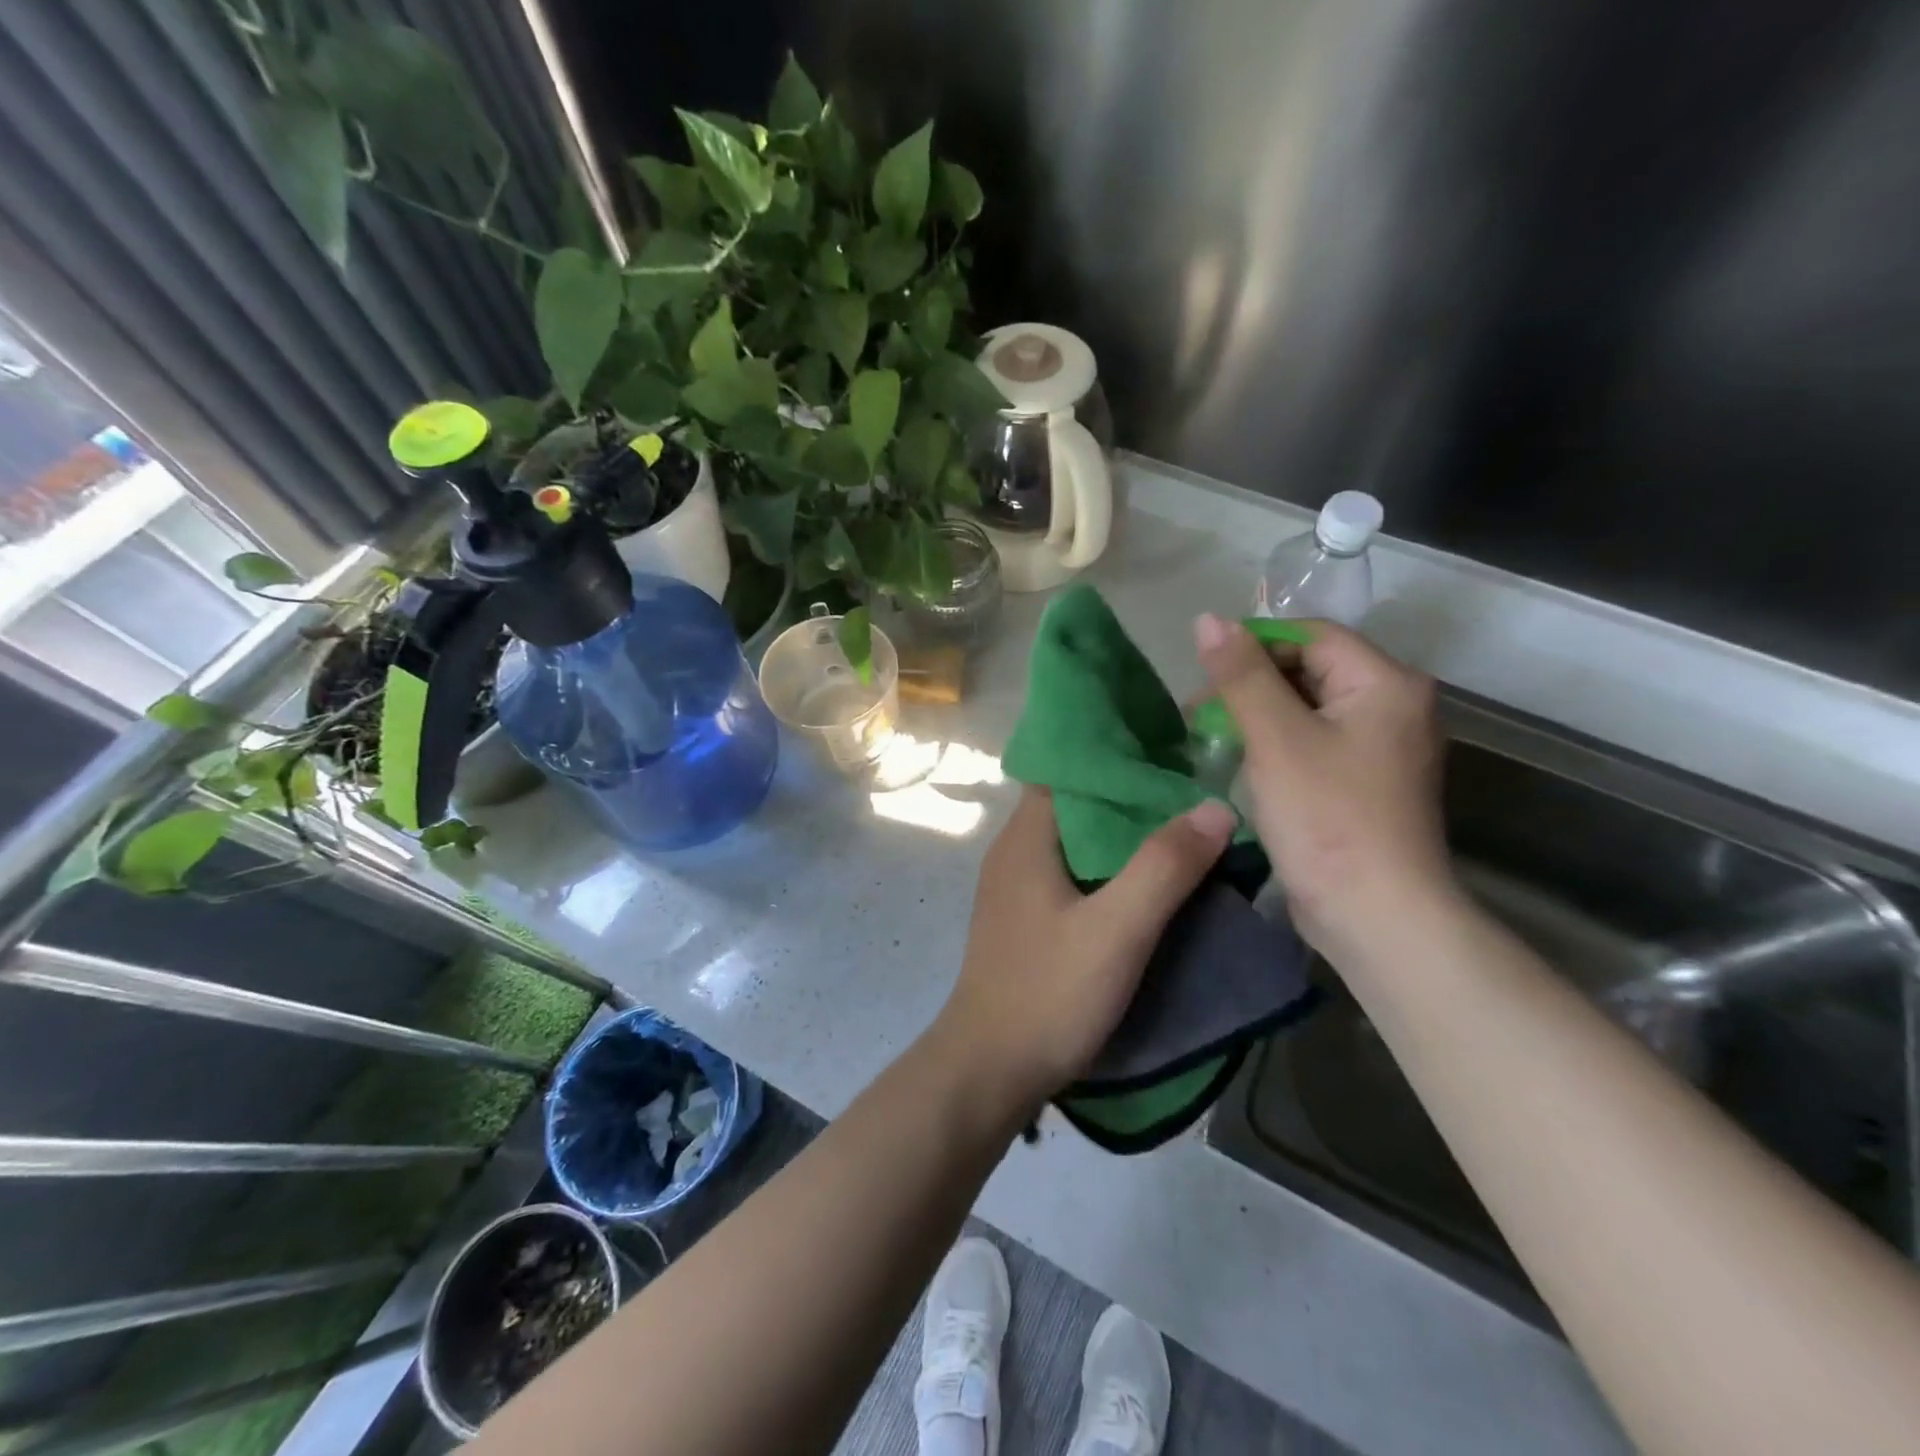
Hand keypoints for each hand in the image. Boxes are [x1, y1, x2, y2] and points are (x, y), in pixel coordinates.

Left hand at [932, 787, 1235, 1113]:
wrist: (990, 1069)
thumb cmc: (1048, 993)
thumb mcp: (1116, 930)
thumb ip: (1164, 867)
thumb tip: (1215, 806)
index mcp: (1026, 836)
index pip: (1070, 769)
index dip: (1120, 756)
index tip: (1174, 751)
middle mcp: (1015, 850)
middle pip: (1079, 803)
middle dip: (1133, 796)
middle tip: (1195, 792)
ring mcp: (1018, 886)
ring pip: (1078, 841)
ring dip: (1125, 836)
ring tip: (1185, 830)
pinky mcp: (1027, 918)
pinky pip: (1074, 873)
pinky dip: (1111, 868)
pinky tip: (1149, 882)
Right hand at [1194, 614, 1452, 962]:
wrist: (1376, 915)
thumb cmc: (1327, 817)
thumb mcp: (1275, 738)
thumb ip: (1241, 675)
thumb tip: (1207, 619)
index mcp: (1386, 682)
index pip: (1310, 635)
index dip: (1253, 645)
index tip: (1203, 675)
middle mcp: (1394, 705)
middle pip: (1310, 670)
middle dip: (1250, 685)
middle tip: (1198, 714)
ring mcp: (1383, 747)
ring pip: (1308, 709)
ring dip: (1257, 717)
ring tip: (1210, 739)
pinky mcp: (1366, 781)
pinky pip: (1315, 743)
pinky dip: (1276, 746)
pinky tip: (1242, 765)